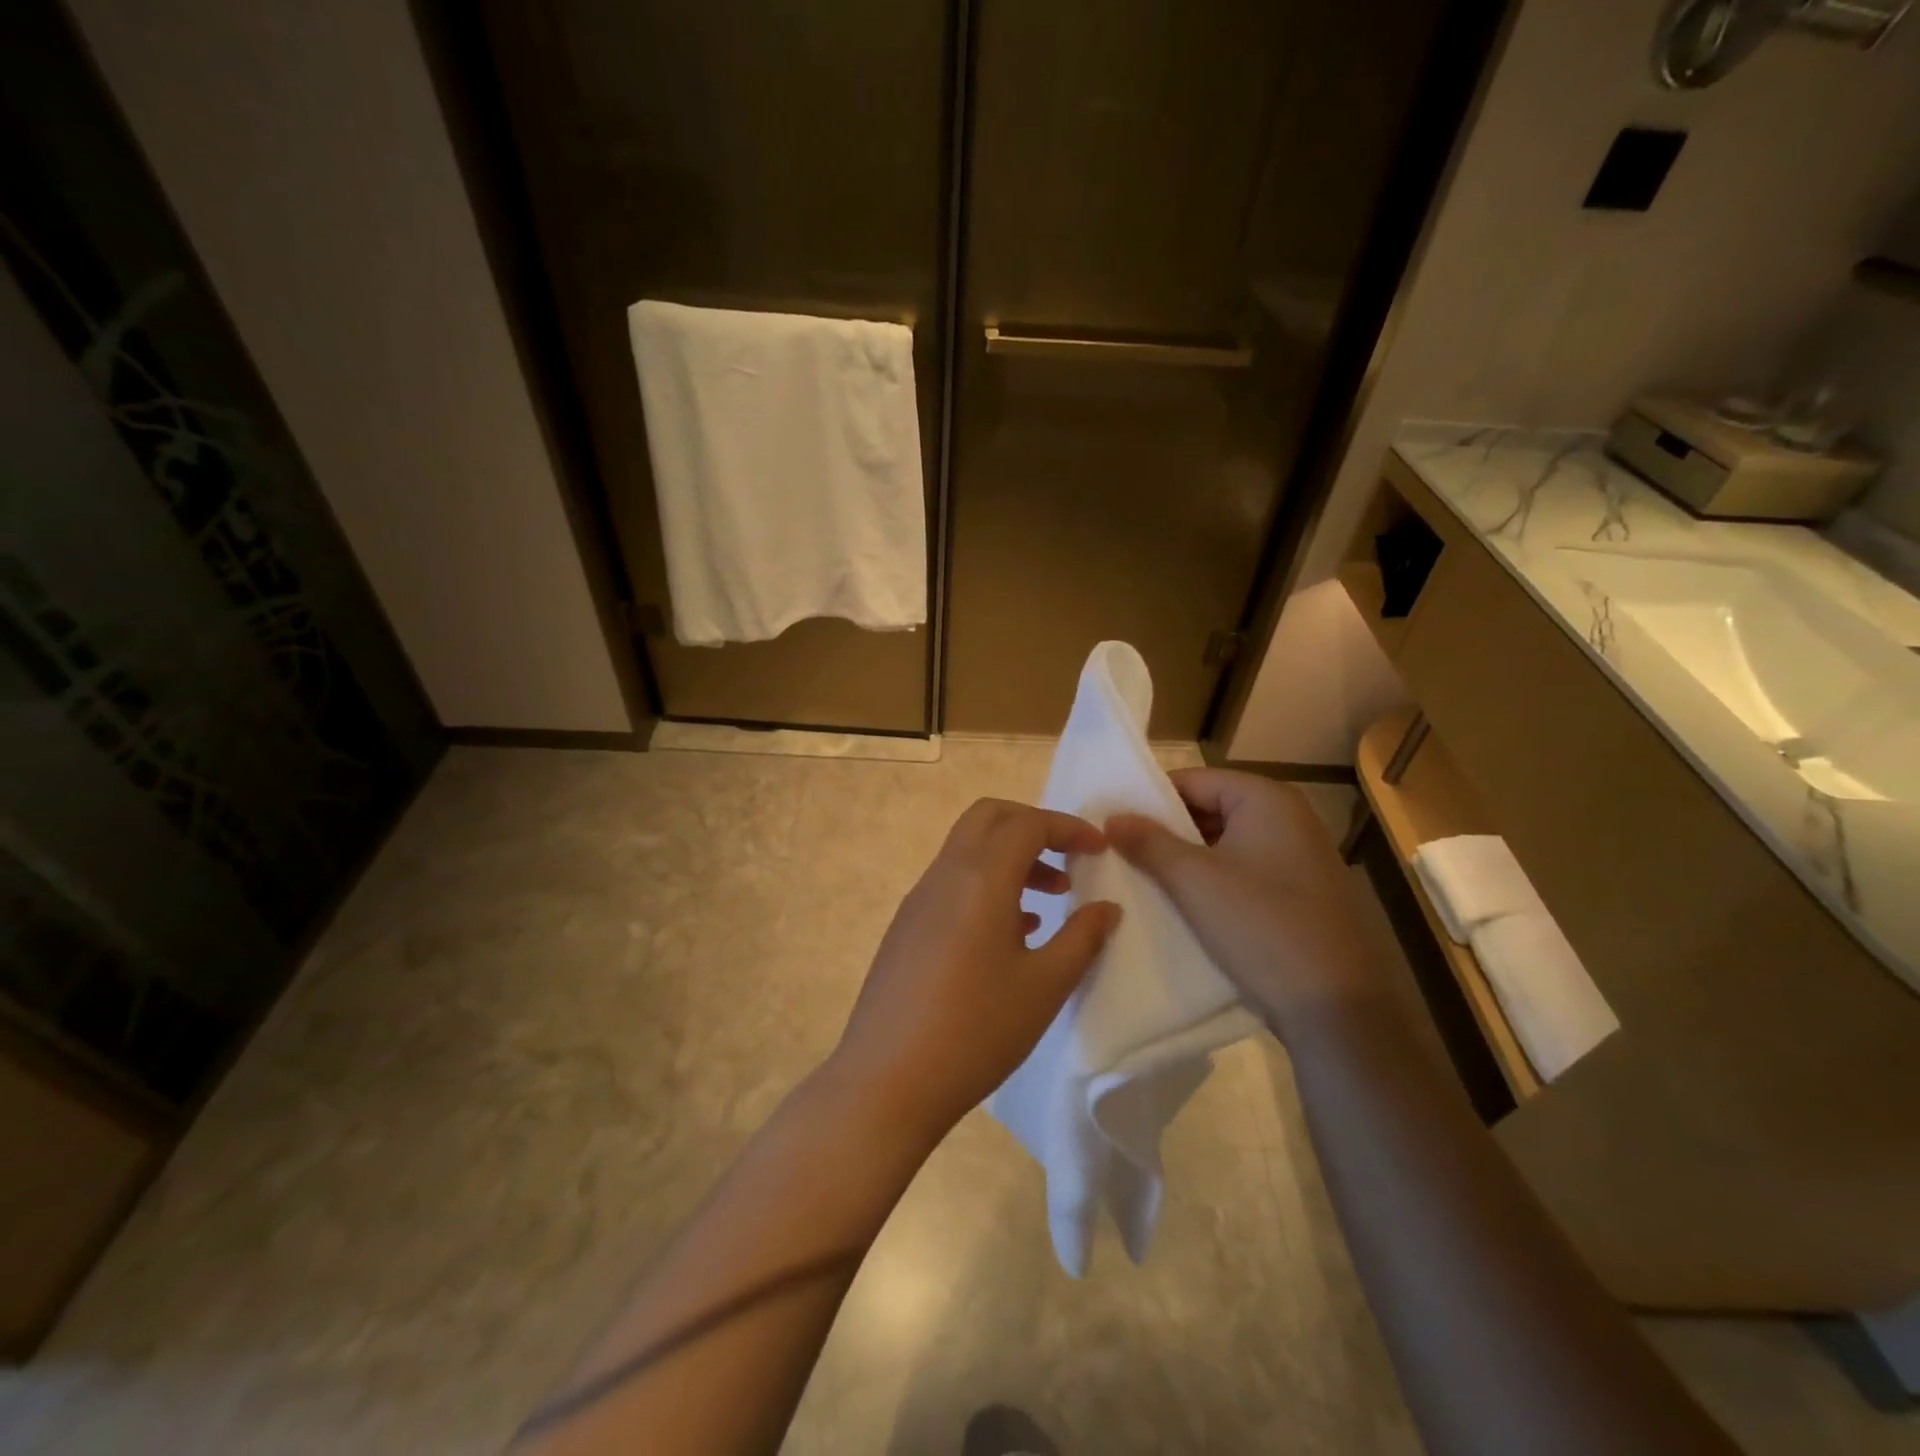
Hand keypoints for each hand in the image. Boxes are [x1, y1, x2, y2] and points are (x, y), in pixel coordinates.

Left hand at [827, 799, 1122, 1142]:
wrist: (888, 1081)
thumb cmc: (977, 1031)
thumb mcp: (1044, 987)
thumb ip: (1082, 938)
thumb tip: (1106, 908)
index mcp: (980, 878)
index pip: (1027, 824)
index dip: (1067, 827)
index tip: (1099, 848)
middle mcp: (945, 875)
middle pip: (988, 818)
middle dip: (1032, 825)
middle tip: (1068, 858)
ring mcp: (919, 899)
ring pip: (967, 849)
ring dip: (1009, 856)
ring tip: (1049, 898)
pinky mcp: (905, 926)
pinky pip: (951, 882)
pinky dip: (986, 883)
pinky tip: (1010, 932)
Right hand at [1106, 770, 1379, 1041]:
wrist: (1336, 1008)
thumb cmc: (1261, 926)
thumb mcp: (1193, 881)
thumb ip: (1148, 842)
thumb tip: (1112, 817)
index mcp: (1267, 799)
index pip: (1193, 780)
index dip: (1150, 800)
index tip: (1113, 824)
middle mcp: (1289, 817)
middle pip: (1210, 808)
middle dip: (1166, 831)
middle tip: (1121, 853)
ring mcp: (1300, 856)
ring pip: (1226, 843)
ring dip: (1187, 859)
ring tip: (1144, 879)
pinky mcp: (1302, 893)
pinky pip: (1245, 870)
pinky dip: (1214, 880)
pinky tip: (1184, 903)